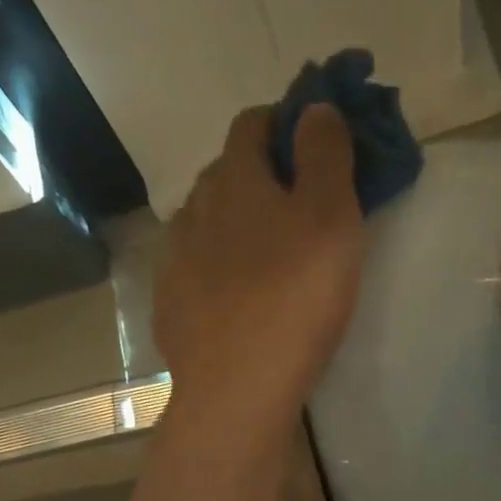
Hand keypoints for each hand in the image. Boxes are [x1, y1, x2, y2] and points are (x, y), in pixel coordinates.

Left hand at [153, 104, 364, 445]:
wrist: (236, 393)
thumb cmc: (294, 302)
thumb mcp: (331, 219)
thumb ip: (326, 155)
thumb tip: (314, 107)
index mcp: (235, 179)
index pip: (254, 123)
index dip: (286, 123)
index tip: (315, 146)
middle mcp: (194, 210)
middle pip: (226, 175)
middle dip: (261, 178)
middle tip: (299, 211)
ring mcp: (174, 262)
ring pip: (207, 226)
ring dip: (235, 229)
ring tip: (266, 262)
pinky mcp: (169, 309)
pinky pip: (194, 275)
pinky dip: (216, 275)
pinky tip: (235, 303)